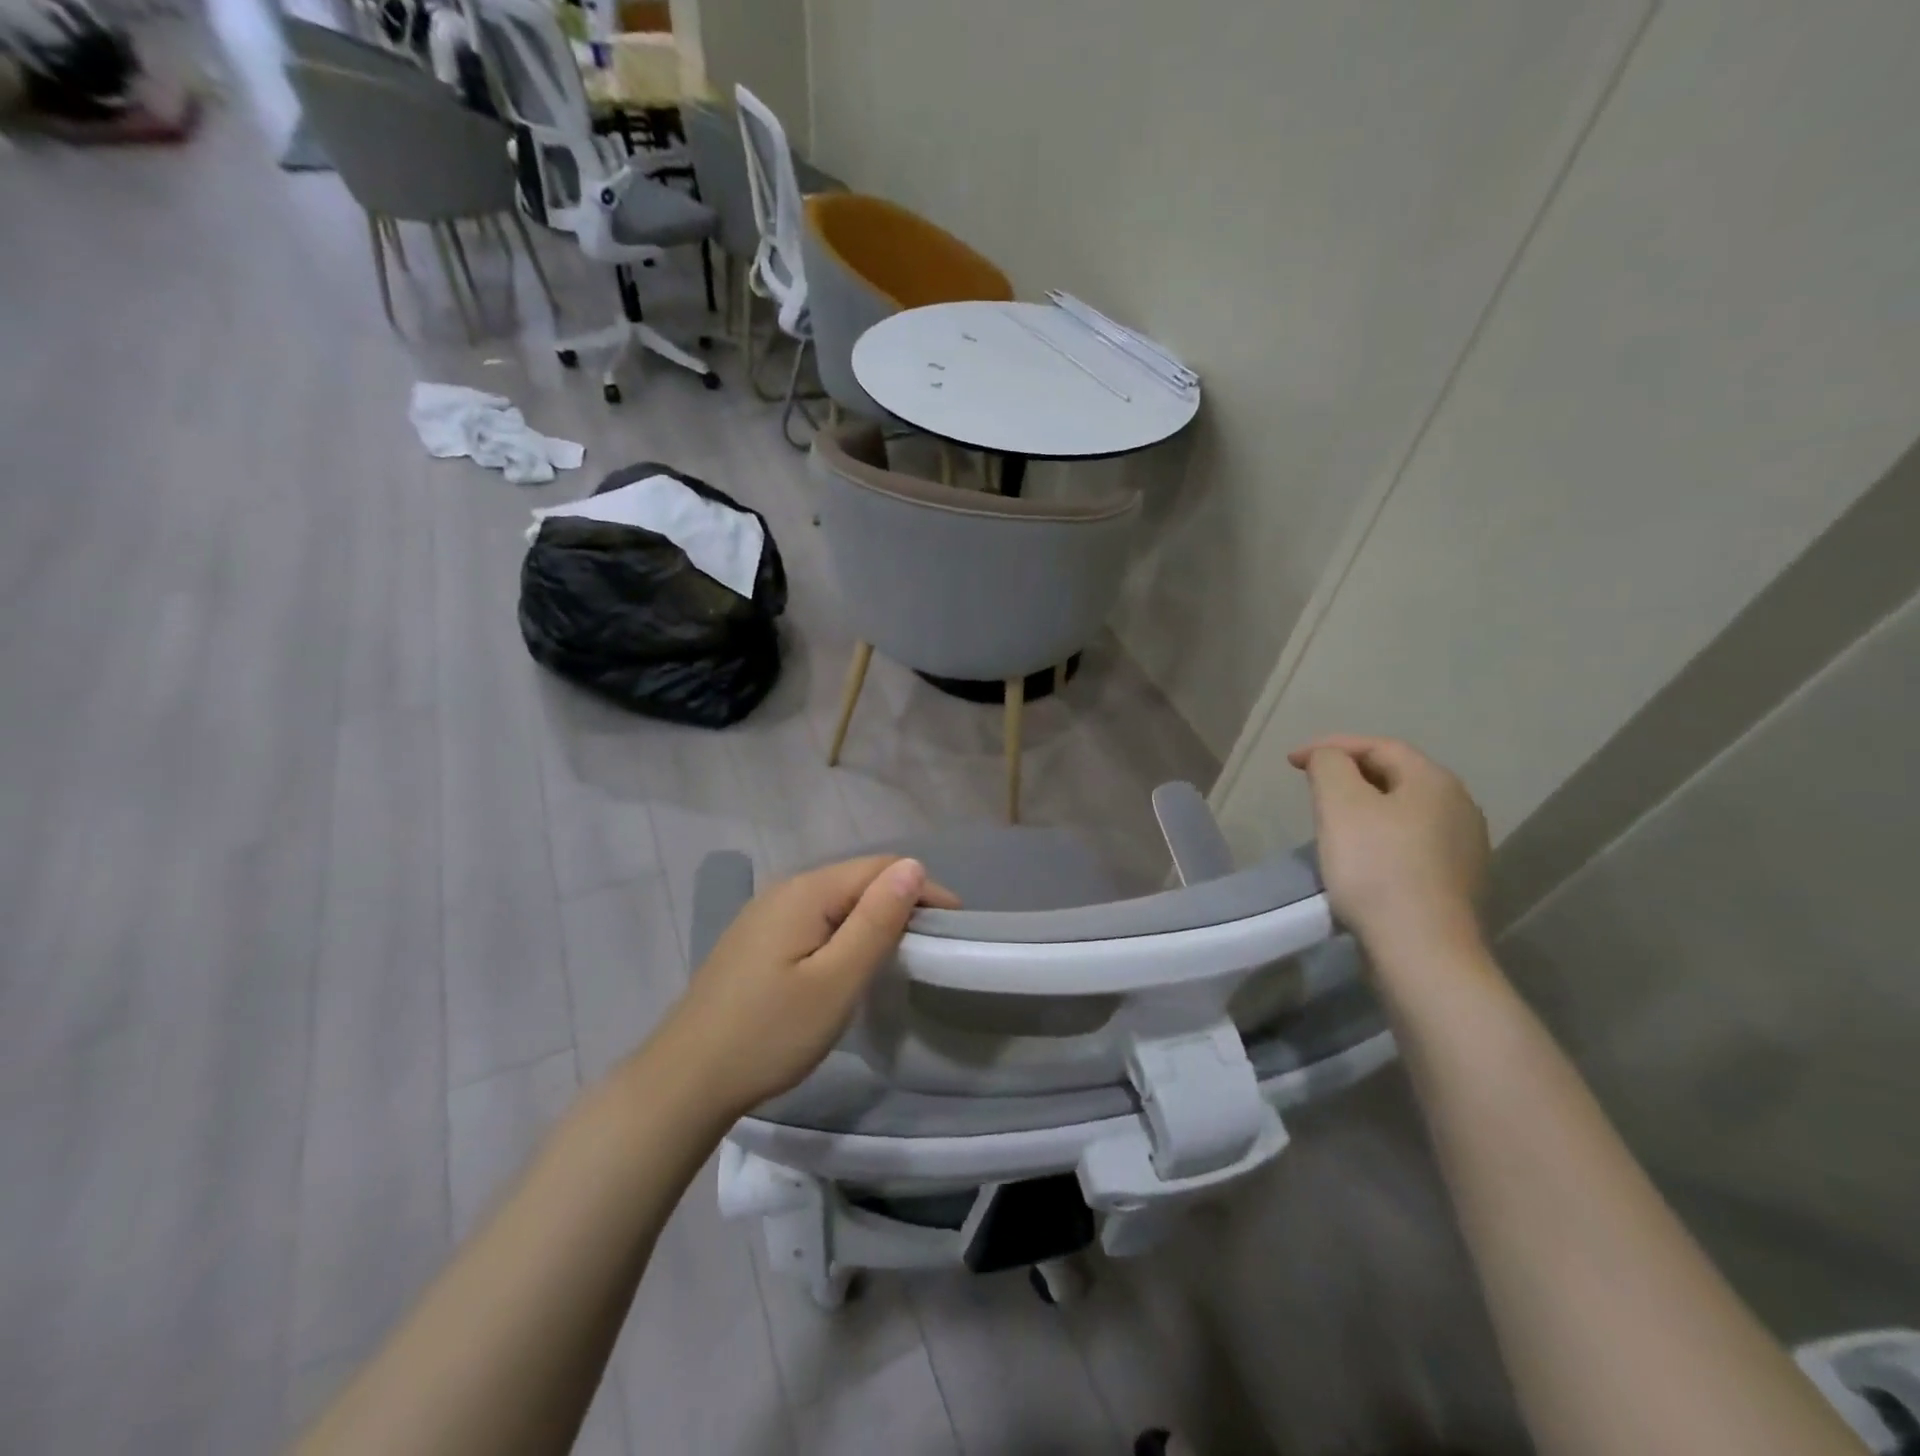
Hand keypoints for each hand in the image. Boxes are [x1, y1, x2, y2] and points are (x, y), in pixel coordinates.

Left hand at [653, 856, 959, 1119]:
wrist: (685, 1080)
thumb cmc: (769, 1033)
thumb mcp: (836, 981)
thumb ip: (876, 921)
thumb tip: (913, 867)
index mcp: (807, 892)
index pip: (880, 868)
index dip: (923, 889)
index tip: (956, 925)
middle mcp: (785, 890)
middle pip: (857, 879)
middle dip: (901, 901)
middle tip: (934, 943)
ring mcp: (765, 915)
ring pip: (836, 900)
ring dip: (873, 916)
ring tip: (902, 951)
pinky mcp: (755, 940)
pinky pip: (815, 919)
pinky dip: (845, 931)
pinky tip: (850, 960)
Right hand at [1288, 736, 1490, 958]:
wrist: (1422, 951)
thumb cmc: (1376, 868)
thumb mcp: (1339, 804)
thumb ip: (1329, 766)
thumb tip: (1329, 759)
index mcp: (1435, 782)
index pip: (1379, 746)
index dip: (1331, 746)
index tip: (1291, 761)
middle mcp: (1460, 808)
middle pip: (1396, 776)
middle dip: (1350, 774)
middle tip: (1312, 787)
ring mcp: (1465, 849)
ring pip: (1404, 812)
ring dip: (1366, 808)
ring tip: (1331, 821)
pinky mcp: (1457, 884)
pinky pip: (1411, 844)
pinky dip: (1380, 838)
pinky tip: (1361, 858)